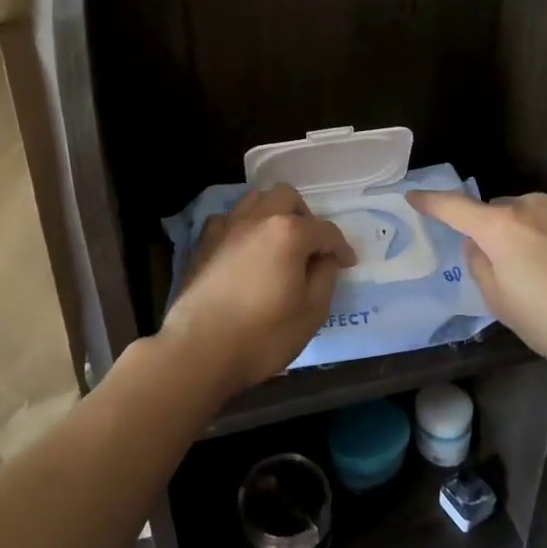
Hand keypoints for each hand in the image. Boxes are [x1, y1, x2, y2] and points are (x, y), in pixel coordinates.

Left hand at [160, 184, 356, 397]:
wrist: (199, 350)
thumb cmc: (263, 335)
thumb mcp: (312, 312)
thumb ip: (325, 277)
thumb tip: (323, 259)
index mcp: (289, 233)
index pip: (325, 231)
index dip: (341, 248)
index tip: (347, 264)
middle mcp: (257, 218)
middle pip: (288, 197)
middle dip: (306, 217)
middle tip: (311, 247)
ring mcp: (227, 227)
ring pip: (256, 199)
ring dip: (273, 213)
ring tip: (279, 242)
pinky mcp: (204, 242)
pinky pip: (228, 219)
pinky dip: (243, 226)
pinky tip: (245, 249)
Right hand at [407, 190, 546, 370]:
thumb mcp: (504, 307)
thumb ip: (480, 268)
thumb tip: (477, 245)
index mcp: (500, 228)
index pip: (454, 208)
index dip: (431, 202)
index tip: (414, 197)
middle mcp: (532, 205)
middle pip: (500, 212)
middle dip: (498, 232)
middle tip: (513, 270)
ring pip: (537, 214)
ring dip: (535, 233)